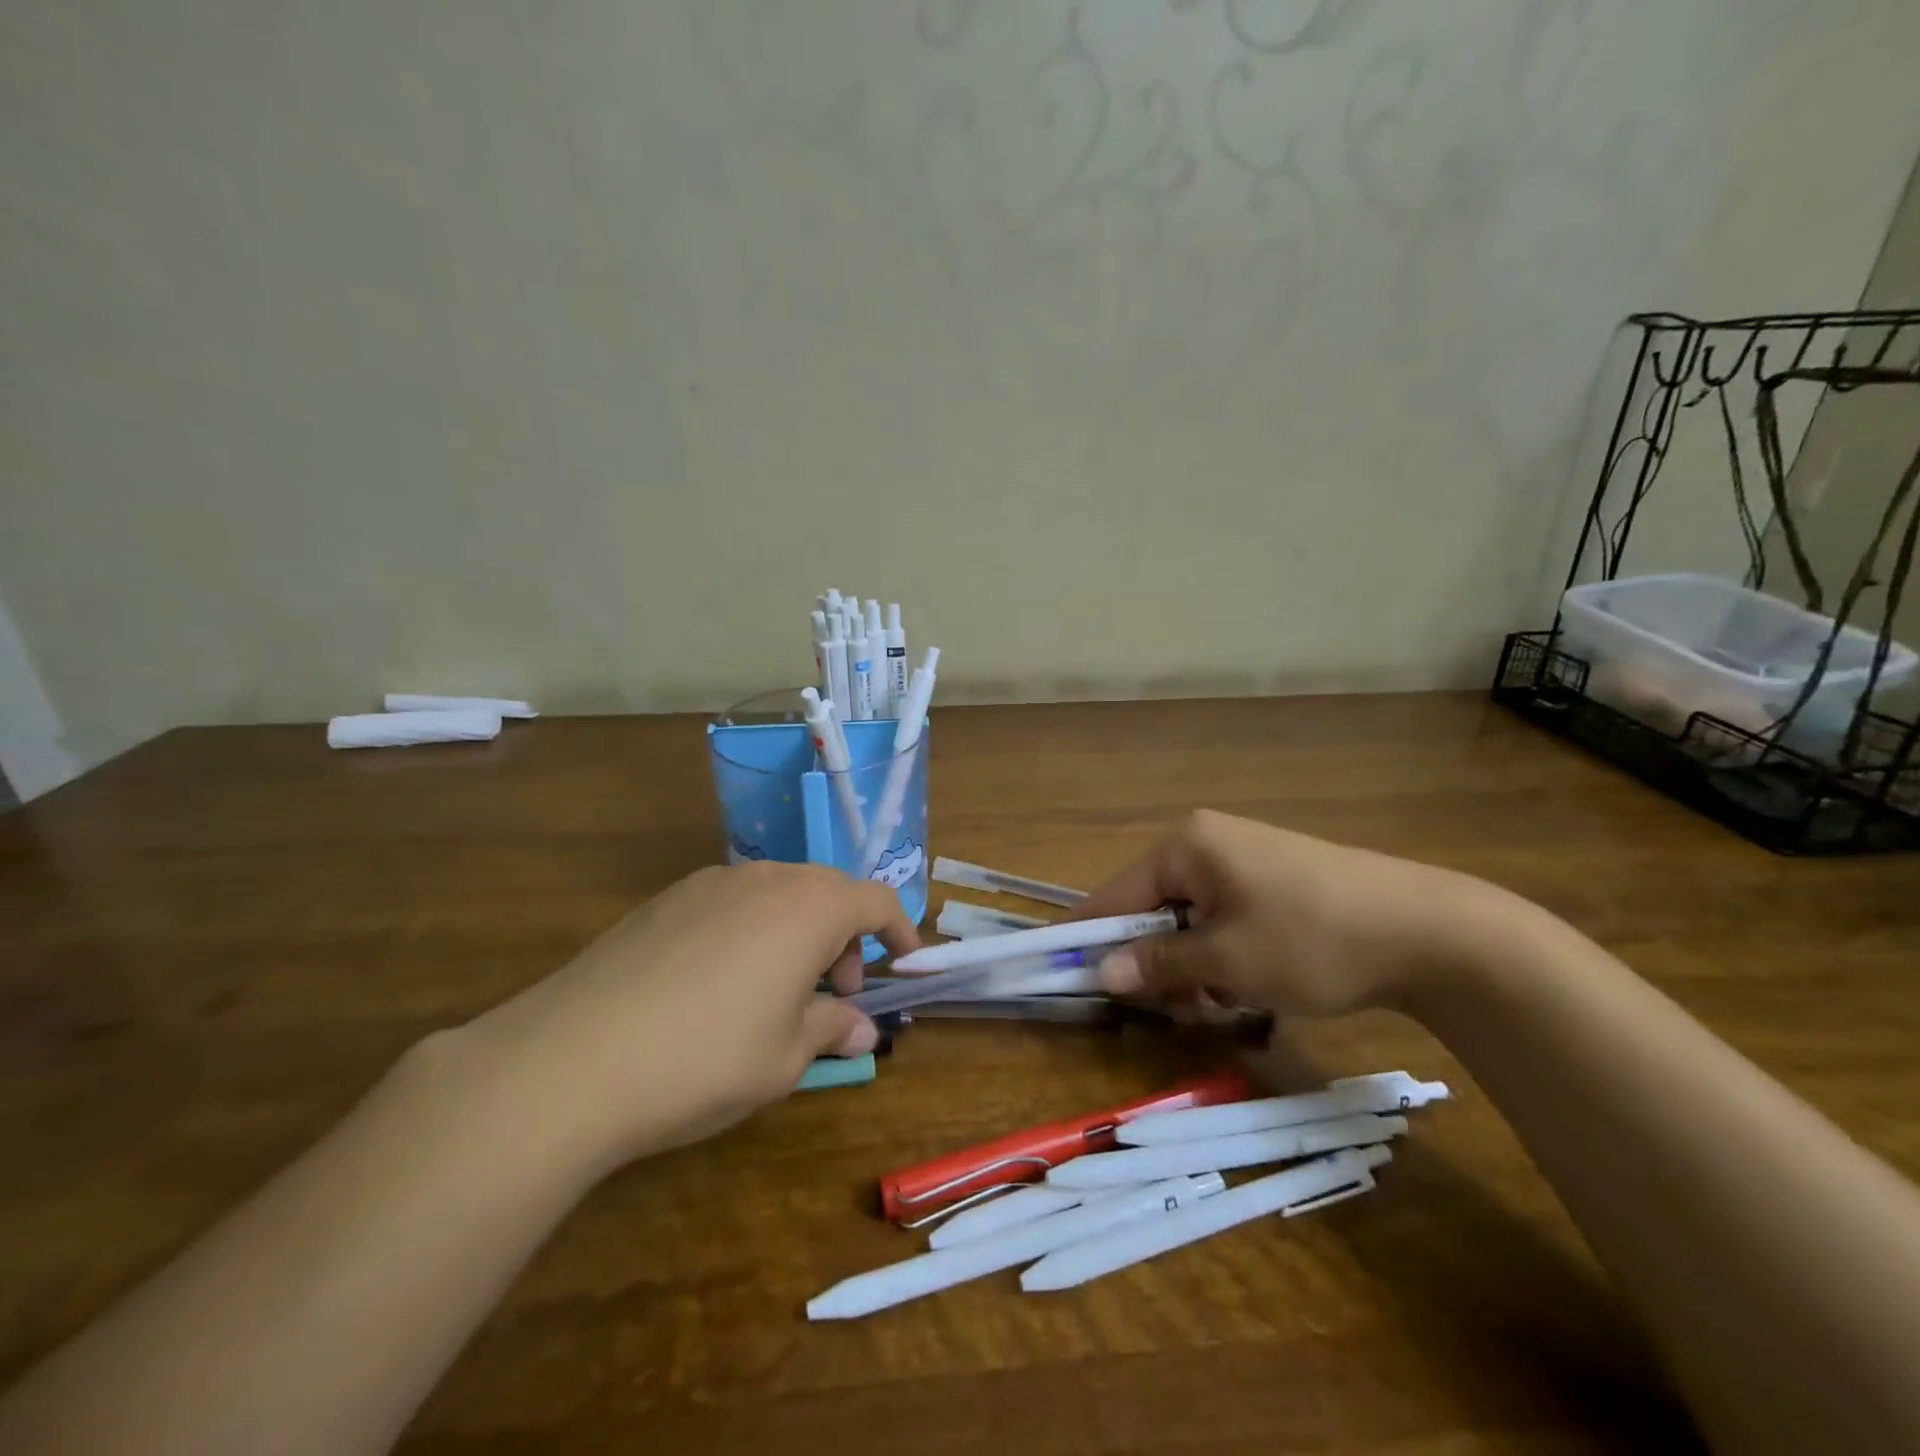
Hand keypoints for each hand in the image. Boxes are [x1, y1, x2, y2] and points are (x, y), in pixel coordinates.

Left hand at [455, 861, 917, 1174]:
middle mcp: (765, 879)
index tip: (905, 963)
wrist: (570, 1060)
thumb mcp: (784, 1057)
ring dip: (799, 932)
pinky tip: (721, 983)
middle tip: (835, 994)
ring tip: (779, 990)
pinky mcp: (666, 899)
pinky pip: (733, 902)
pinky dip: (754, 930)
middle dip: (846, 937)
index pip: (875, 900)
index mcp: (808, 907)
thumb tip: (860, 1028)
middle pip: (828, 892)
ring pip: (779, 894)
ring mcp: (710, 883)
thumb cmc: (704, 1058)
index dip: (899, 930)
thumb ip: (831, 1029)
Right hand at [1080, 810, 1506, 1017]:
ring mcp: (1245, 858)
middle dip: (1159, 963)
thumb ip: (1159, 965)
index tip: (1065, 973)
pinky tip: (1253, 985)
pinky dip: (1225, 955)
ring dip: (1196, 967)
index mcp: (1187, 847)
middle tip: (1181, 1011)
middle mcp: (1208, 842)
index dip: (1090, 937)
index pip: (1116, 894)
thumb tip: (1101, 972)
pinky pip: (1225, 918)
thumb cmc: (1311, 940)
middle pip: (1154, 909)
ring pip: (1191, 920)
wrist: (1430, 931)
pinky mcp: (1274, 879)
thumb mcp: (1227, 961)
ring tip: (1228, 1004)